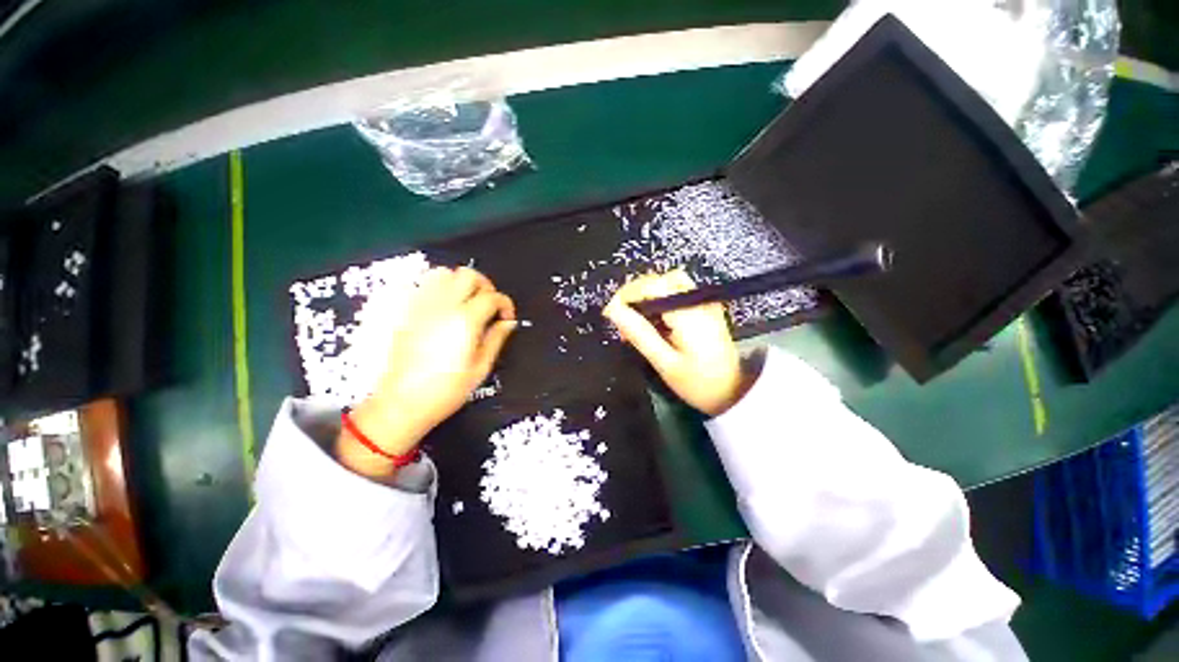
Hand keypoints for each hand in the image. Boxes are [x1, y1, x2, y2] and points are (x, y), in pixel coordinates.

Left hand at [338, 267, 516, 476]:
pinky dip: (440, 287)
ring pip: (444, 273)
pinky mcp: (406, 312)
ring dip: (460, 282)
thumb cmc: (446, 390)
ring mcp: (421, 307)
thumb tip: (508, 322)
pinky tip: (445, 306)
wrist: (401, 403)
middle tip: (489, 305)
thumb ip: (496, 339)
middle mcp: (443, 306)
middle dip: (485, 286)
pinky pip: (424, 285)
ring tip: (467, 301)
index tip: (506, 318)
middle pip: (468, 275)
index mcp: (465, 321)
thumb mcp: (480, 368)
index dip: (505, 304)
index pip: (492, 297)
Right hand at [603, 271, 748, 416]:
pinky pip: (678, 291)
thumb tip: (613, 311)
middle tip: (623, 321)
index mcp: (687, 312)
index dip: (626, 295)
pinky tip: (655, 321)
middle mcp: (697, 300)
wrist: (735, 392)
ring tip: (637, 321)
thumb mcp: (665, 363)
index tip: (611, 314)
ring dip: (647, 296)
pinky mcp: (706, 307)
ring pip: (668, 283)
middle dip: (635, 295)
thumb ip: (639, 334)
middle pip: (659, 279)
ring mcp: (704, 302)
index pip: (650, 285)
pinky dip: (660, 300)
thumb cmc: (699, 383)